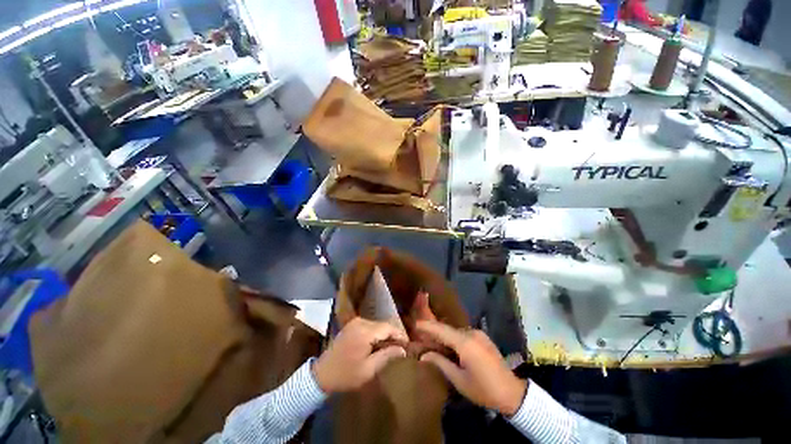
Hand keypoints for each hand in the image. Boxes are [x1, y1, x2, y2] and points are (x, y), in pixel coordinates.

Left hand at [313, 317, 406, 393]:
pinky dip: (376, 333)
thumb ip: (387, 356)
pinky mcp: (351, 325)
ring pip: (377, 325)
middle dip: (393, 334)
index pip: (388, 327)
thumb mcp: (369, 370)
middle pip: (383, 324)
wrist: (322, 374)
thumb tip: (402, 350)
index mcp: (365, 331)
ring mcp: (355, 322)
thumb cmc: (346, 375)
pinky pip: (369, 326)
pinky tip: (379, 343)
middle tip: (401, 347)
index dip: (399, 334)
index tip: (408, 344)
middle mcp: (360, 322)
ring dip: (385, 334)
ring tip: (392, 346)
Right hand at [417, 320, 526, 415]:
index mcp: (465, 343)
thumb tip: (424, 355)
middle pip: (448, 329)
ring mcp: (479, 334)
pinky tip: (448, 345)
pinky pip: (463, 334)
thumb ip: (441, 363)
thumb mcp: (459, 380)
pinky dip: (453, 338)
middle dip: (434, 331)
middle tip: (421, 335)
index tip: (415, 323)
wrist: (512, 393)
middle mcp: (472, 333)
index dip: (428, 326)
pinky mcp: (483, 337)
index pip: (442, 330)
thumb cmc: (484, 389)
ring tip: (432, 341)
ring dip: (444, 335)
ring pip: (455, 331)